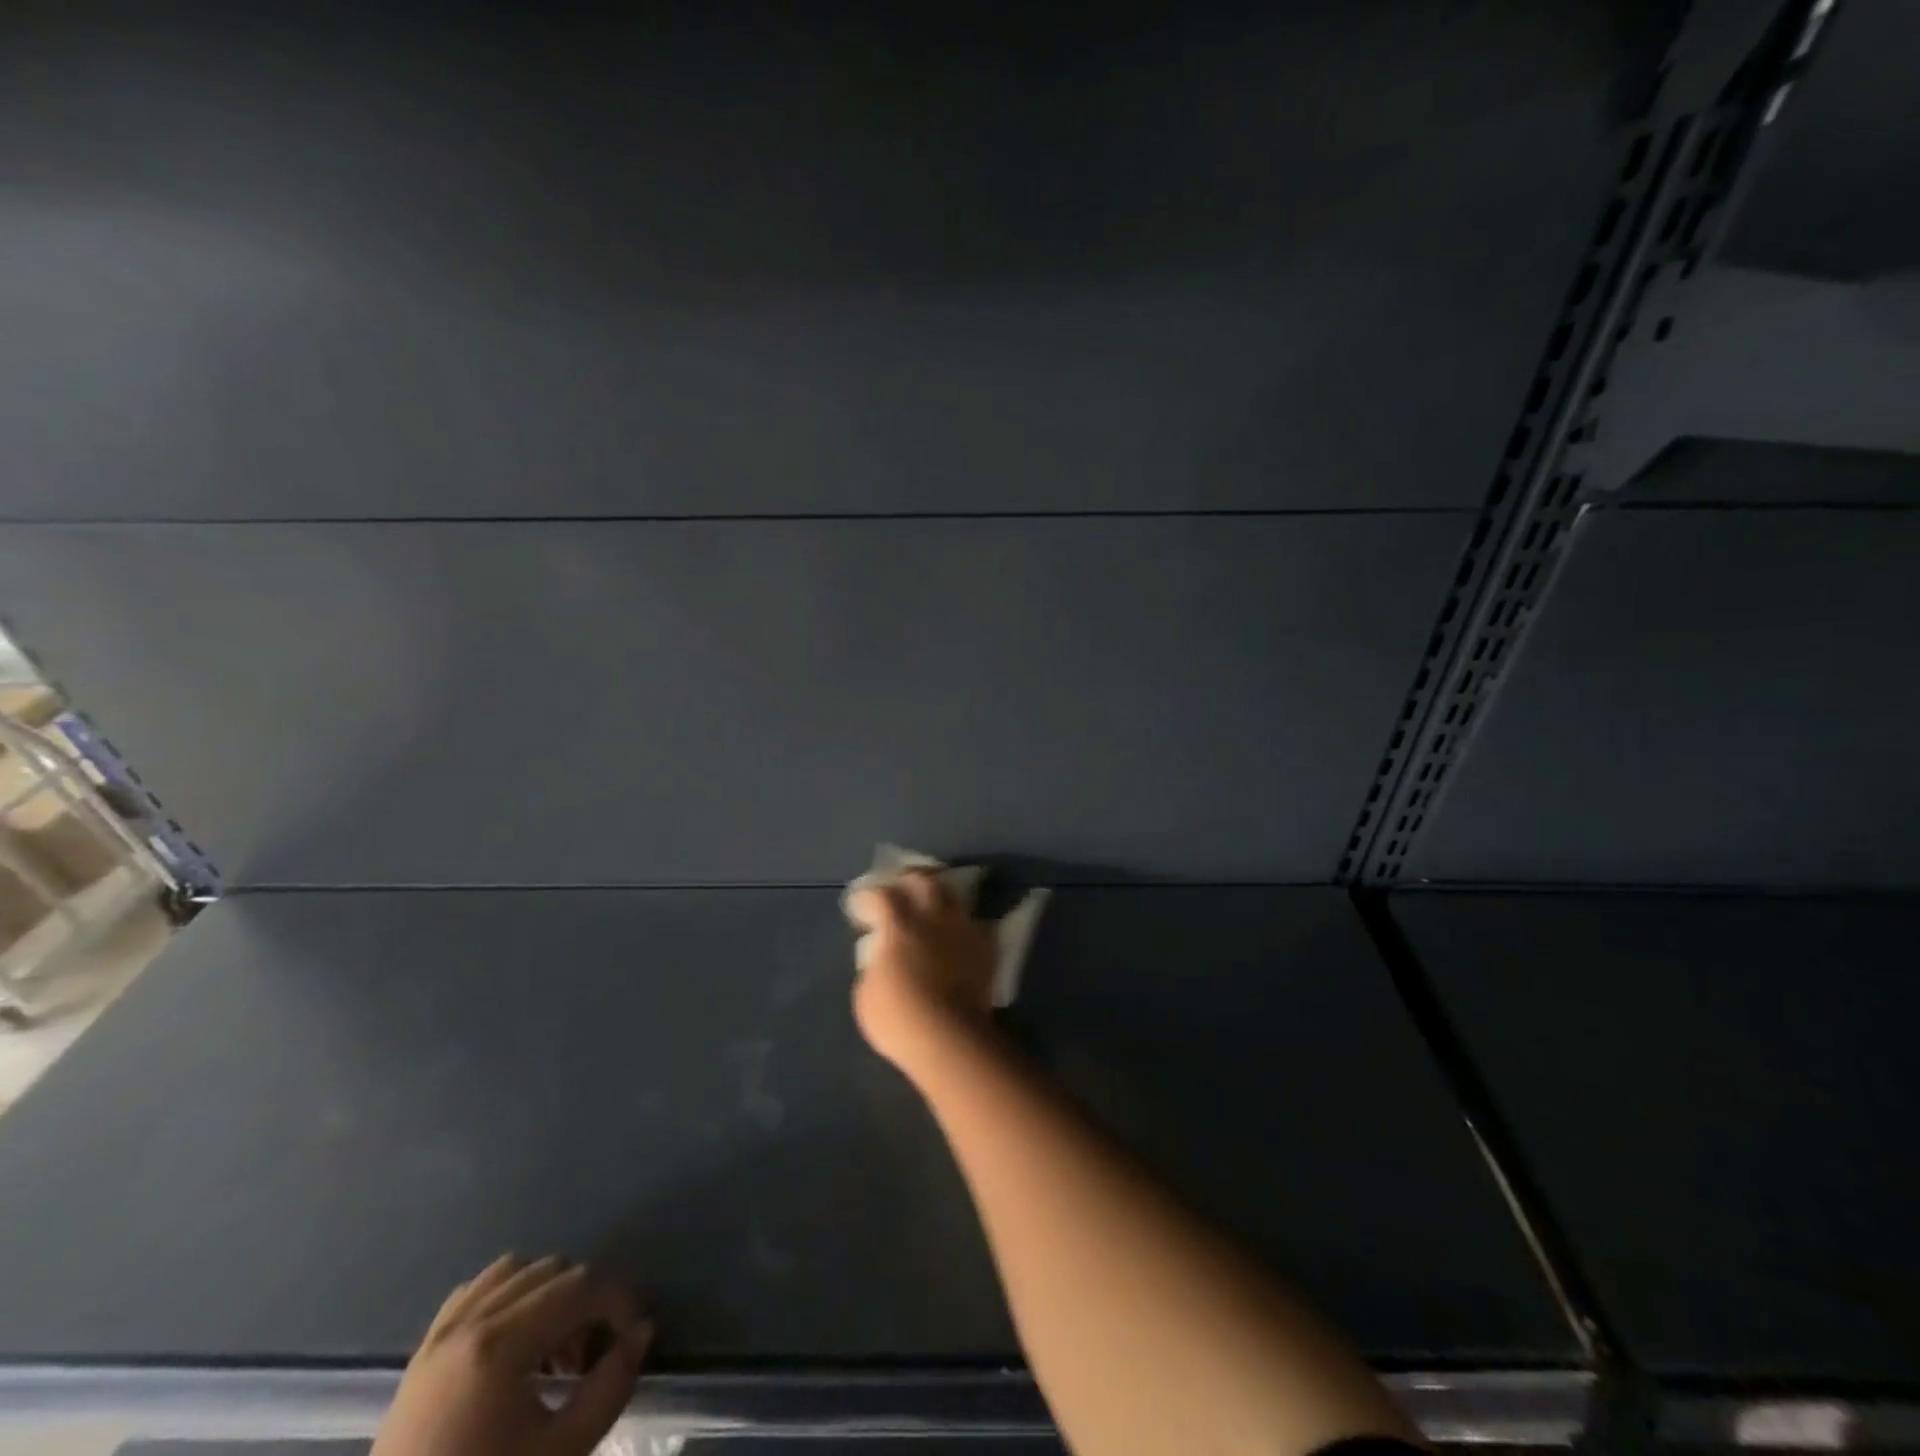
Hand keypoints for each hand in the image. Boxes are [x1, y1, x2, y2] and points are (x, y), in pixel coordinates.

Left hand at [371, 1255, 651, 1455]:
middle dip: (586, 1302)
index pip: (582, 1286)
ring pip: (516, 1270)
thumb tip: (641, 1332)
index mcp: (500, 1343)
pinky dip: (508, 1295)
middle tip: (591, 1358)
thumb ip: (610, 1388)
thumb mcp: (559, 1454)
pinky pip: (477, 1290)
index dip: (619, 1303)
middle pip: (554, 1270)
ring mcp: (441, 1333)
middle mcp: (471, 1320)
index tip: (631, 1340)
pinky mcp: (423, 1351)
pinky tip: (516, 1338)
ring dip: (549, 1293)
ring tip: (554, 1347)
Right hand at [848, 871, 998, 1071]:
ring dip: (939, 900)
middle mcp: (933, 918)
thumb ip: (875, 966)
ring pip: (954, 898)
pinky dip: (963, 927)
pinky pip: (975, 926)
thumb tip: (882, 959)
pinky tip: (957, 937)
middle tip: (899, 892)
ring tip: (931, 911)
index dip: (868, 897)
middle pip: (923, 881)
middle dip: (908, 882)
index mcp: (899, 926)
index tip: (860, 906)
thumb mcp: (866, 994)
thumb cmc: (898, 1019)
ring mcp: (962, 931)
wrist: (950, 1038)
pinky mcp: (986, 950)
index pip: (881, 895)